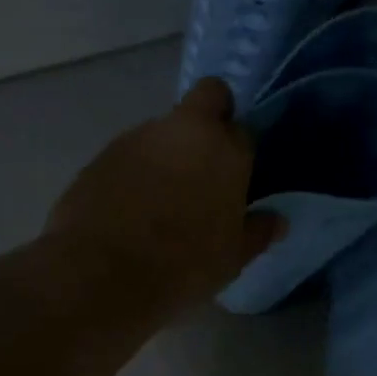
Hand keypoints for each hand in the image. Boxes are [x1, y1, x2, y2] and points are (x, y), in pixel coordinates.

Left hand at [46, 78, 284, 320]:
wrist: (103, 276)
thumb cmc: (183, 267)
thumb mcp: (231, 258)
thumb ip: (257, 232)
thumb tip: (277, 221)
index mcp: (224, 149)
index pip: (244, 128)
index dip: (241, 148)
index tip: (238, 175)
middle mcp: (181, 129)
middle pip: (206, 99)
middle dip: (211, 118)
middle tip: (206, 165)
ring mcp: (135, 138)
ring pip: (162, 130)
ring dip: (167, 153)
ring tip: (161, 200)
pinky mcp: (99, 157)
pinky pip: (128, 156)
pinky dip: (134, 173)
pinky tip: (129, 210)